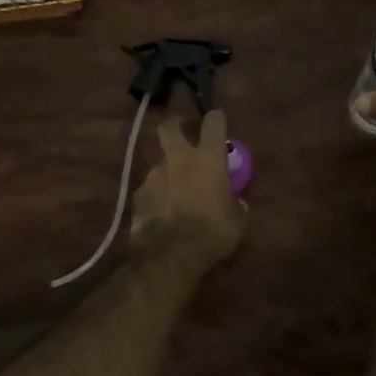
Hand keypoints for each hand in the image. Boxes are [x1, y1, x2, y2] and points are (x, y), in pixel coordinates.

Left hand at [127, 109, 246, 271]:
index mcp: (208, 159)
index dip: (216, 119)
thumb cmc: (211, 233)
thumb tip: (236, 202)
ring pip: (160, 162)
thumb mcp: (237, 221)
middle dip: (177, 125)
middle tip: (184, 134)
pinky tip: (162, 210)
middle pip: (170, 127)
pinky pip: (151, 187)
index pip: (213, 123)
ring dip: (169, 170)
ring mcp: (154, 175)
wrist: (169, 255)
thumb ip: (235, 205)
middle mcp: (179, 159)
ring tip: (176, 191)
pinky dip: (157, 194)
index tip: (218, 121)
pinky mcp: (138, 194)